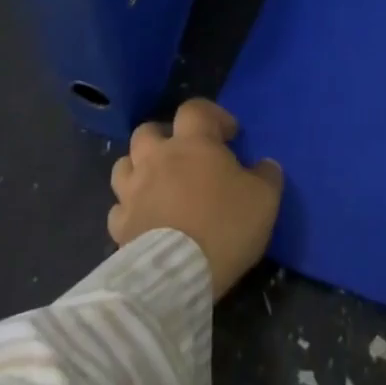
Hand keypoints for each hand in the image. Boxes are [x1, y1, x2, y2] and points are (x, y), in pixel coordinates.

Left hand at [108, 98, 283, 299]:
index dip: (212, 115)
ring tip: (158, 185)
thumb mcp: (264, 198)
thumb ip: (267, 175)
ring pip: (124, 165)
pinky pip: (118, 209)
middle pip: (147, 131)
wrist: (177, 275)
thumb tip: (265, 166)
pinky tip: (145, 220)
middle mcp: (157, 158)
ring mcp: (133, 192)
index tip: (228, 135)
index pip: (195, 109)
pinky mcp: (119, 226)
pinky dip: (130, 210)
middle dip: (164, 137)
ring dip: (139, 169)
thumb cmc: (224, 226)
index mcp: (192, 143)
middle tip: (184, 156)